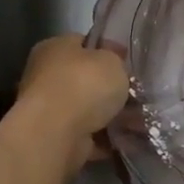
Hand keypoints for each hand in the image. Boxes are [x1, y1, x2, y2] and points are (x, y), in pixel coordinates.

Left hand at [12, 35, 128, 180]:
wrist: (56, 134)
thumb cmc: (84, 85)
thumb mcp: (112, 60)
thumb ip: (116, 60)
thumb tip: (116, 64)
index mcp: (55, 48)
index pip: (84, 43)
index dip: (108, 51)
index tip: (129, 64)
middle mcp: (45, 76)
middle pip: (86, 79)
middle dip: (111, 89)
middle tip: (137, 94)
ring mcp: (48, 109)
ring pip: (88, 110)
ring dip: (111, 116)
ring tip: (138, 121)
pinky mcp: (55, 138)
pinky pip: (87, 135)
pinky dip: (104, 139)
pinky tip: (126, 140)